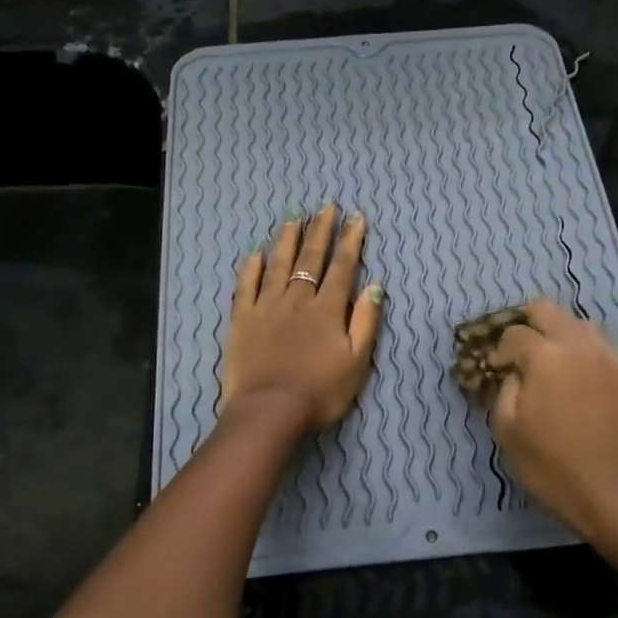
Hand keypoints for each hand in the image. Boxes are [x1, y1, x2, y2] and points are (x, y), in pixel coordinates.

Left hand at [222, 203, 383, 433]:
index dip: (350, 241)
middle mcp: (297, 300)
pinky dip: (251, 267)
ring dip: (287, 239)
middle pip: (310, 259)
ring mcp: (266, 307)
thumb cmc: (320, 392)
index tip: (356, 218)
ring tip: (294, 218)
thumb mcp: (357, 362)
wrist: (270, 411)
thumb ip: (366, 321)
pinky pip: (246, 285)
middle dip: (321, 231)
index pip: (342, 268)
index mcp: (327, 310)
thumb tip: (375, 286)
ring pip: (278, 264)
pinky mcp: (241, 319)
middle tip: (326, 206)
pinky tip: (255, 252)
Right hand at [487, 299, 617, 550]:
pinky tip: (593, 390)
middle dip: (531, 324)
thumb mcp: (507, 430)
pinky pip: (612, 356)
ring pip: (586, 328)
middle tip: (524, 350)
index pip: (515, 333)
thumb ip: (505, 388)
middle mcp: (584, 346)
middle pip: (551, 311)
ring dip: (566, 339)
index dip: (500, 349)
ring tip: (561, 367)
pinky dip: (595, 363)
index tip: (497, 368)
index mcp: (547, 356)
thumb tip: (515, 372)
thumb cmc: (552, 467)